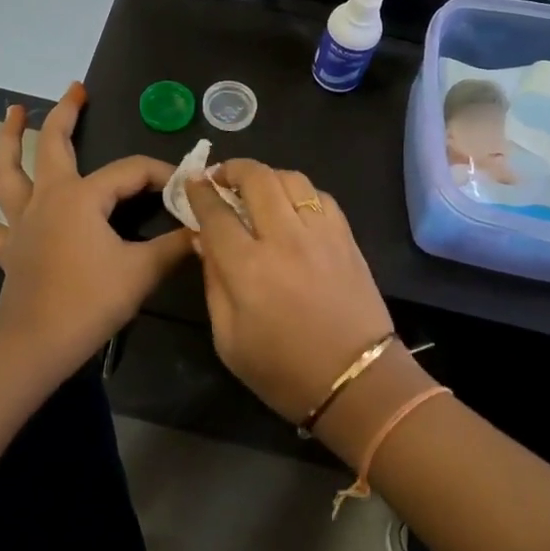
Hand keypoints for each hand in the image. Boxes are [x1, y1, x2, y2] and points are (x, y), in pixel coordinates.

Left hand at [0, 83, 191, 368]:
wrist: (36, 345)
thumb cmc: (90, 302)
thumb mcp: (142, 271)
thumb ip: (175, 246)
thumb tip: (204, 231)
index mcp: (81, 197)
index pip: (130, 171)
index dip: (160, 173)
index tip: (185, 186)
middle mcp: (47, 198)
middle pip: (53, 144)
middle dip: (65, 113)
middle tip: (76, 89)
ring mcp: (21, 222)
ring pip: (6, 171)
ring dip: (8, 139)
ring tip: (12, 112)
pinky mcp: (6, 249)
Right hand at [184, 160, 395, 423]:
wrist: (357, 381)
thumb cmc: (283, 371)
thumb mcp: (228, 340)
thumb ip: (213, 283)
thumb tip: (204, 241)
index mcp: (247, 268)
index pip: (216, 213)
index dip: (199, 193)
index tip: (192, 182)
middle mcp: (284, 239)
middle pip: (256, 179)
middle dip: (233, 169)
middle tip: (221, 177)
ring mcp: (320, 234)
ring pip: (291, 179)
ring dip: (267, 175)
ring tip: (256, 187)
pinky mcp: (346, 237)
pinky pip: (320, 196)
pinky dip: (299, 191)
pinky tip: (291, 205)